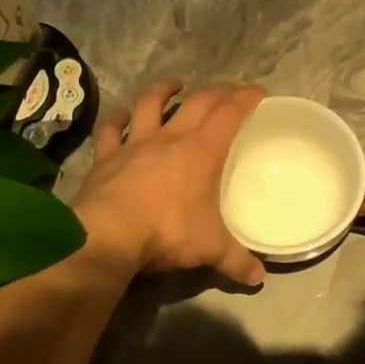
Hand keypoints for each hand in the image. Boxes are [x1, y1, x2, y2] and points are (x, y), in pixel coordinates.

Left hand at [72, 79, 266, 283]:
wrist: (109, 235)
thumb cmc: (167, 232)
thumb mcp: (209, 249)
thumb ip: (235, 260)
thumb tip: (258, 278)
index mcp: (201, 152)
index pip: (229, 114)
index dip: (245, 99)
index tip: (258, 91)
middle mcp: (170, 139)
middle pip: (197, 102)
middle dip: (216, 91)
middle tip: (228, 90)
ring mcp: (135, 144)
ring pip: (150, 104)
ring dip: (164, 90)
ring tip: (175, 85)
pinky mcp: (106, 157)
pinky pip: (110, 130)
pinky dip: (115, 119)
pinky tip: (120, 115)